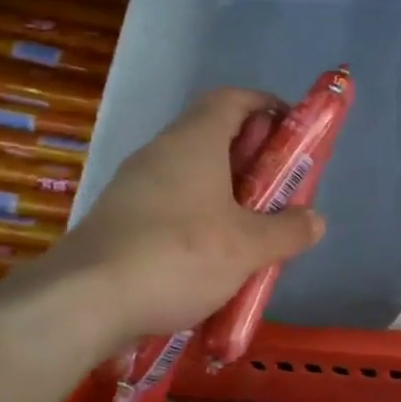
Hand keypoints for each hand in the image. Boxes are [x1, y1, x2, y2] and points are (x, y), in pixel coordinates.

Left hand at [21, 88, 322, 340]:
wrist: (85, 301)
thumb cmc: (179, 256)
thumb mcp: (248, 247)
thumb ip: (288, 231)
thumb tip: (315, 220)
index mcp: (194, 142)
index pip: (233, 100)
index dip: (267, 108)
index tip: (294, 134)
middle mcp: (162, 154)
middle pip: (215, 138)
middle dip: (255, 161)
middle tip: (283, 192)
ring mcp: (136, 187)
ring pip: (194, 176)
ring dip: (228, 196)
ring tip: (255, 232)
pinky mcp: (121, 221)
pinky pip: (173, 207)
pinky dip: (201, 220)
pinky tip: (215, 260)